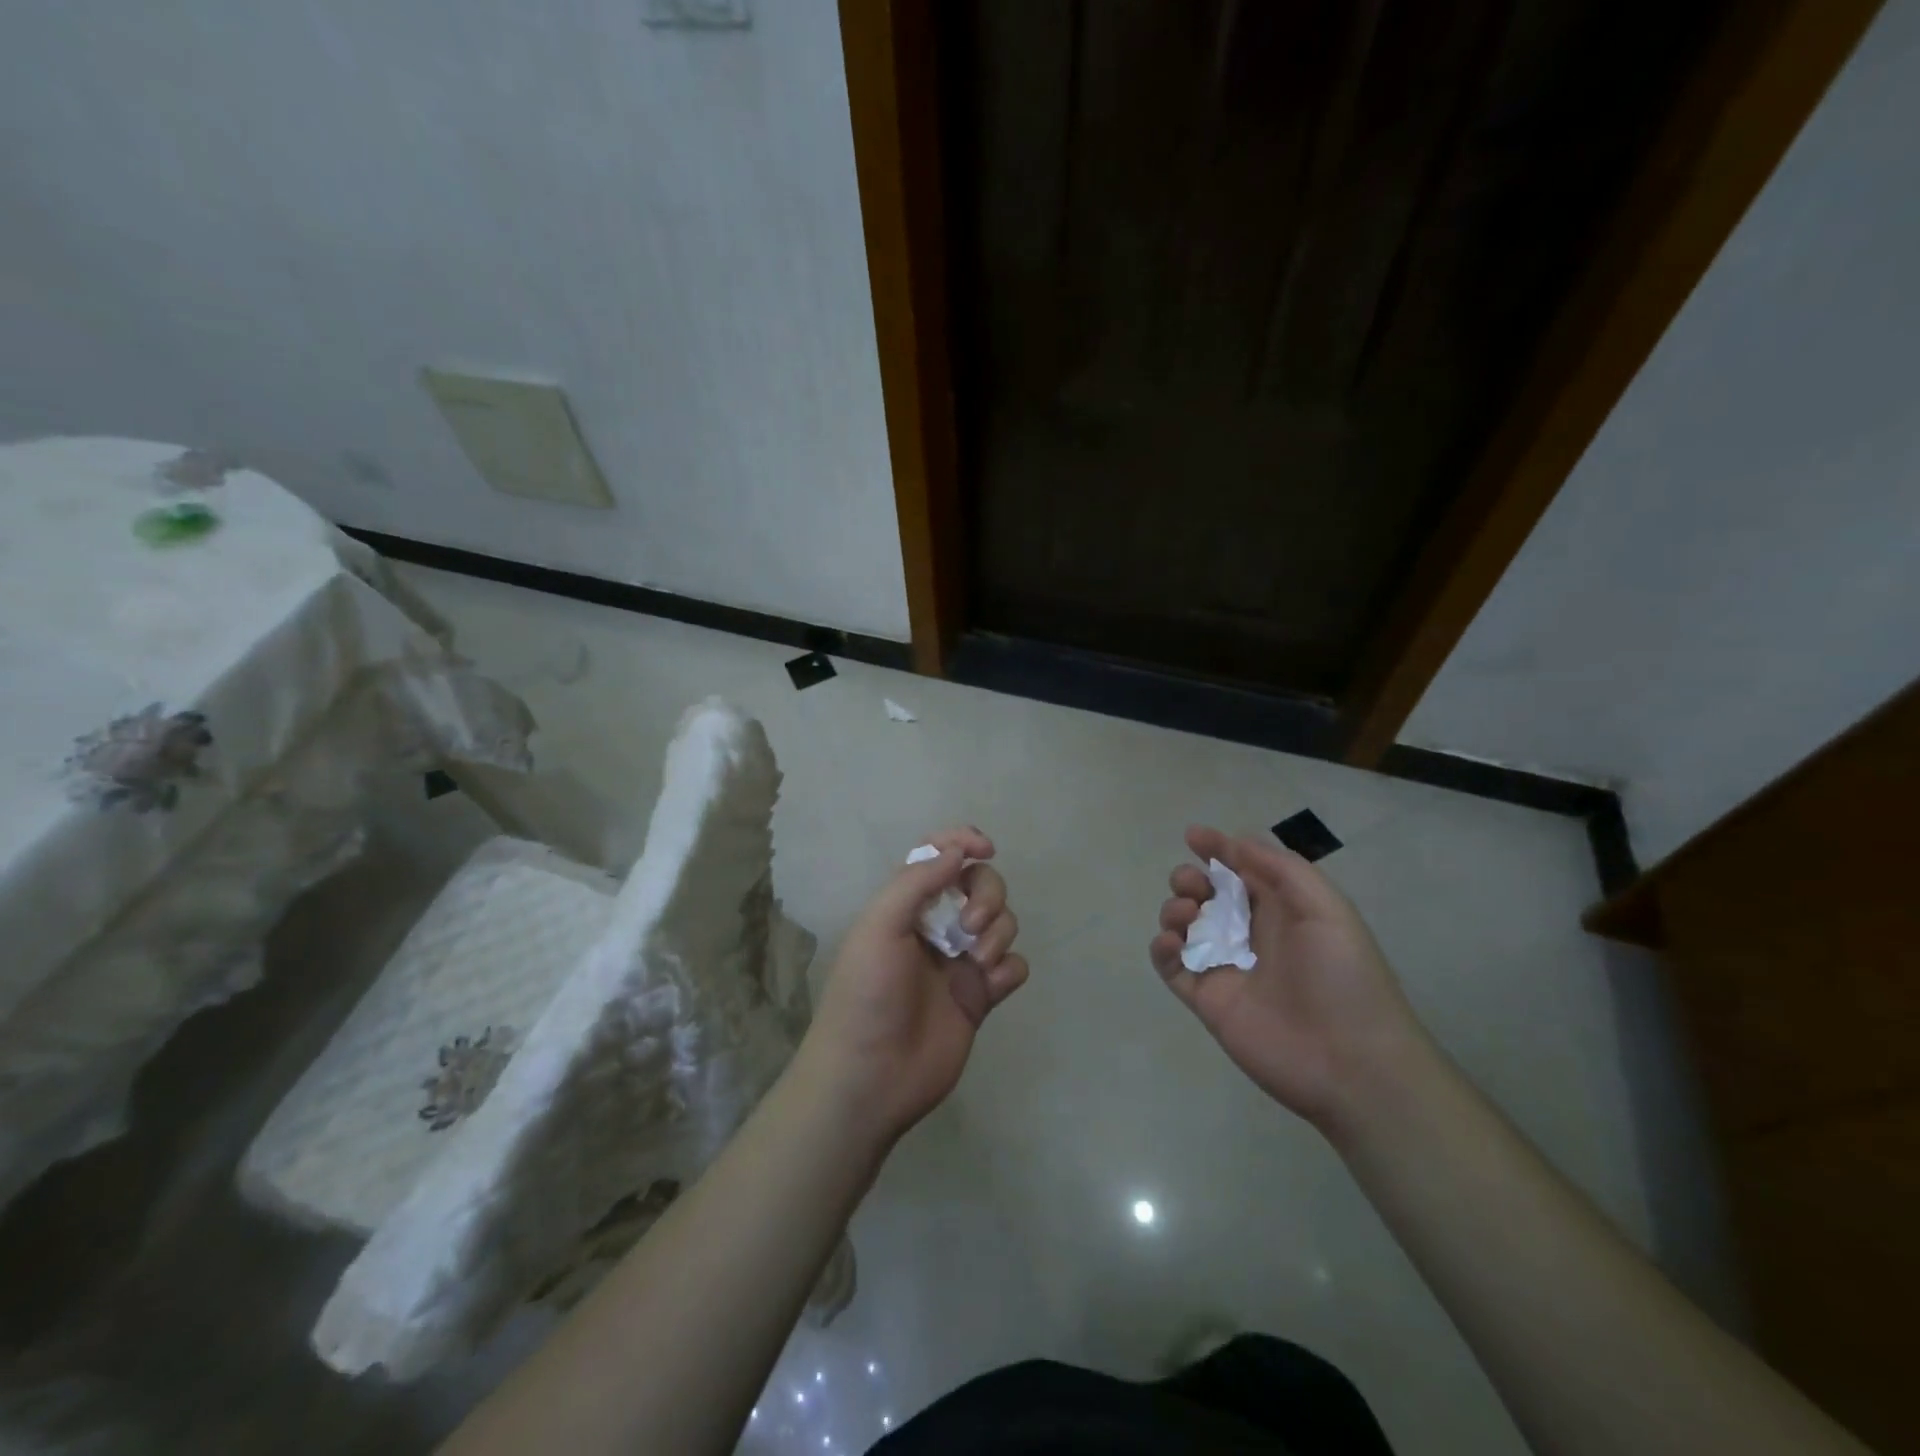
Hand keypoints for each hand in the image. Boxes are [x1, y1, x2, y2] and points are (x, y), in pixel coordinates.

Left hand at [798, 826, 1027, 1147]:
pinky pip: (1013, 967)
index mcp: (907, 905)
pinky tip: (990, 985)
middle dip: (987, 894)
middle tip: (970, 925)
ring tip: (976, 963)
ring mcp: (960, 962)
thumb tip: (958, 850)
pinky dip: (1009, 969)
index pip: (940, 856)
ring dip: (998, 932)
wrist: (871, 1075)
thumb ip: (918, 881)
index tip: (985, 849)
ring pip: (1002, 923)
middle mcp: (936, 926)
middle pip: (981, 884)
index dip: (964, 842)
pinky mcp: (980, 997)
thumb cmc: (867, 994)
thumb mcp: (880, 926)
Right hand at [1149, 826, 1430, 1135]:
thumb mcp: (1326, 908)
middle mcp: (1249, 933)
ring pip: (1183, 926)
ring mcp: (1225, 967)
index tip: (1193, 835)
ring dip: (1174, 909)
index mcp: (1280, 909)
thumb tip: (1235, 841)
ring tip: (1187, 914)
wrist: (1351, 1062)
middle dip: (1189, 879)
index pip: (1240, 869)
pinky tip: (1171, 942)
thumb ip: (1280, 869)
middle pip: (1205, 894)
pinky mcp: (1206, 999)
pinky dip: (1161, 948)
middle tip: (1193, 885)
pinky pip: (1172, 967)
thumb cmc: (1343, 976)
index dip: (1217, 848)